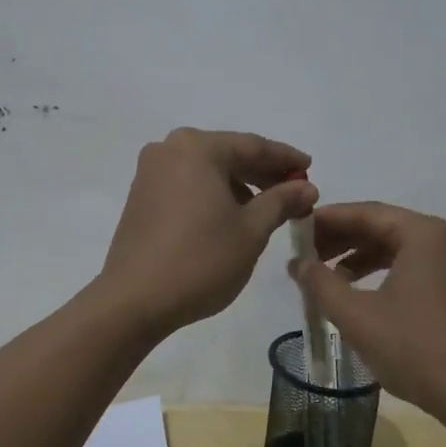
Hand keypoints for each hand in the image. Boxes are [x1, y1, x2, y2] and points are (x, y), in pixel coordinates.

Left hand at [99, 128, 317, 334]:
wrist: (134, 300)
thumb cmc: (200, 259)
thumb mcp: (251, 230)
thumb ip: (281, 201)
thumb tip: (306, 187)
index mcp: (197, 147)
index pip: (253, 146)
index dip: (286, 159)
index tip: (310, 169)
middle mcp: (170, 149)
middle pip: (228, 154)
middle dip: (263, 173)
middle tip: (295, 191)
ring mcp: (151, 172)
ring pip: (207, 170)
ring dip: (239, 184)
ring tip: (268, 208)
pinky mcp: (141, 195)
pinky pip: (188, 184)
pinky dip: (213, 193)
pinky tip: (232, 216)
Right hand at [289, 201, 445, 421]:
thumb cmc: (416, 349)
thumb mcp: (358, 316)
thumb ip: (321, 283)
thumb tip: (297, 263)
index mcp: (423, 233)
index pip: (365, 212)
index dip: (326, 220)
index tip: (295, 230)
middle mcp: (441, 240)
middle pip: (381, 226)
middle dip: (340, 239)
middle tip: (304, 254)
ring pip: (395, 248)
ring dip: (357, 258)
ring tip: (324, 277)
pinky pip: (410, 267)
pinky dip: (379, 274)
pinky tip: (357, 294)